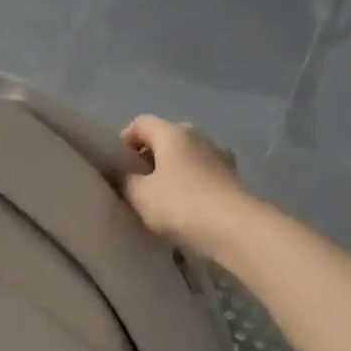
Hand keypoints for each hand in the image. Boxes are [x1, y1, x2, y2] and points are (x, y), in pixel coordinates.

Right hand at [118, 115, 244, 254]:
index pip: (140, 122)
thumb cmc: (179, 204)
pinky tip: (185, 203)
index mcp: (172, 132)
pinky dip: (191, 180)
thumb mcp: (138, 194)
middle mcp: (197, 136)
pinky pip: (203, 171)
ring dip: (172, 168)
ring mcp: (218, 154)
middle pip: (166, 136)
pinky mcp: (232, 176)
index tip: (118, 165)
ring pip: (186, 154)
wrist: (232, 227)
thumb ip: (123, 180)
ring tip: (161, 194)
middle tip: (137, 180)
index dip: (124, 140)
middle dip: (149, 154)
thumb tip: (118, 173)